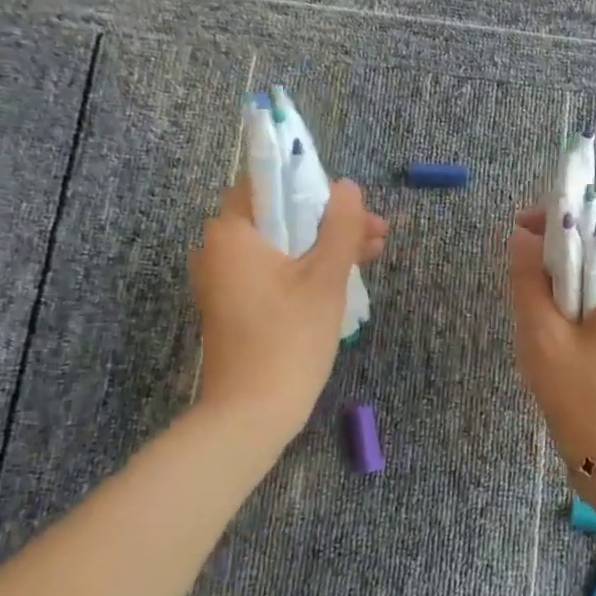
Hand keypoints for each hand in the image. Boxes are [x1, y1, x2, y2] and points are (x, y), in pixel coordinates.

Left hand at [190, 179, 386, 440]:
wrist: (252, 412)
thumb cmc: (289, 338)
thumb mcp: (325, 278)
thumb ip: (340, 227)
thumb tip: (348, 187)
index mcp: (231, 233)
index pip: (268, 183)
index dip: (312, 185)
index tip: (351, 203)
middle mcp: (219, 250)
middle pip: (279, 215)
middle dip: (329, 219)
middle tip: (376, 230)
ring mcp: (225, 281)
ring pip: (282, 246)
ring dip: (324, 245)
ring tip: (373, 252)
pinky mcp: (236, 306)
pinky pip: (274, 271)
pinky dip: (307, 269)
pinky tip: (346, 275)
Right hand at [507, 206, 595, 476]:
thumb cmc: (585, 403)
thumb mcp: (544, 341)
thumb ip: (529, 283)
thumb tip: (521, 238)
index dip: (557, 218)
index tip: (517, 230)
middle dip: (560, 255)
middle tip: (521, 277)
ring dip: (570, 285)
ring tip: (536, 312)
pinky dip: (585, 311)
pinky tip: (562, 339)